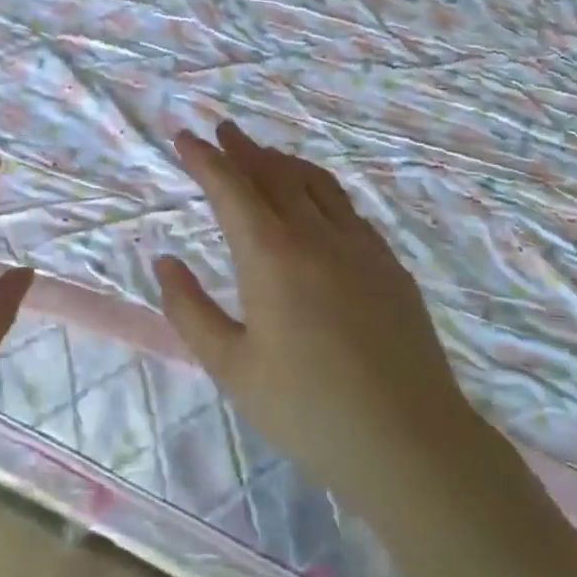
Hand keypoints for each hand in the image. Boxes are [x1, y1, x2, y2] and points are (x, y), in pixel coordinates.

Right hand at [154, 123, 502, 538]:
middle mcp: (316, 236)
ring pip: (315, 183)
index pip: (231, 188)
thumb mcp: (231, 368)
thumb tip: (164, 262)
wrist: (411, 445)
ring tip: (264, 154)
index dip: (205, 159)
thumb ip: (190, 310)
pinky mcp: (389, 265)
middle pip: (274, 174)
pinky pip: (346, 207)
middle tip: (222, 130)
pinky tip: (315, 200)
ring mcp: (360, 246)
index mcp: (271, 255)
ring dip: (283, 161)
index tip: (185, 137)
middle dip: (243, 148)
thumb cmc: (308, 411)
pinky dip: (319, 187)